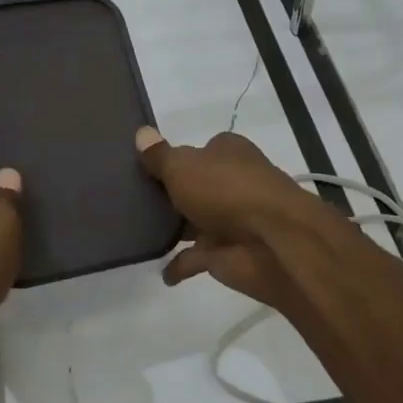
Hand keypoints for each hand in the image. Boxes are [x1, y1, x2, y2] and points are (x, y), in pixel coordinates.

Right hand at [135, 127, 329, 311]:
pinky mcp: (226, 253)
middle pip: (194, 187)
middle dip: (171, 194)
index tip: (143, 167)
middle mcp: (231, 183)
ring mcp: (229, 220)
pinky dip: (180, 265)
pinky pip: (195, 258)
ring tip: (136, 231)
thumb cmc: (226, 190)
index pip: (198, 150)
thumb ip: (159, 155)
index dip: (174, 158)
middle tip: (131, 199)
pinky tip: (159, 270)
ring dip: (174, 229)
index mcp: (227, 153)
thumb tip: (142, 133)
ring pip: (194, 222)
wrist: (271, 241)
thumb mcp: (183, 165)